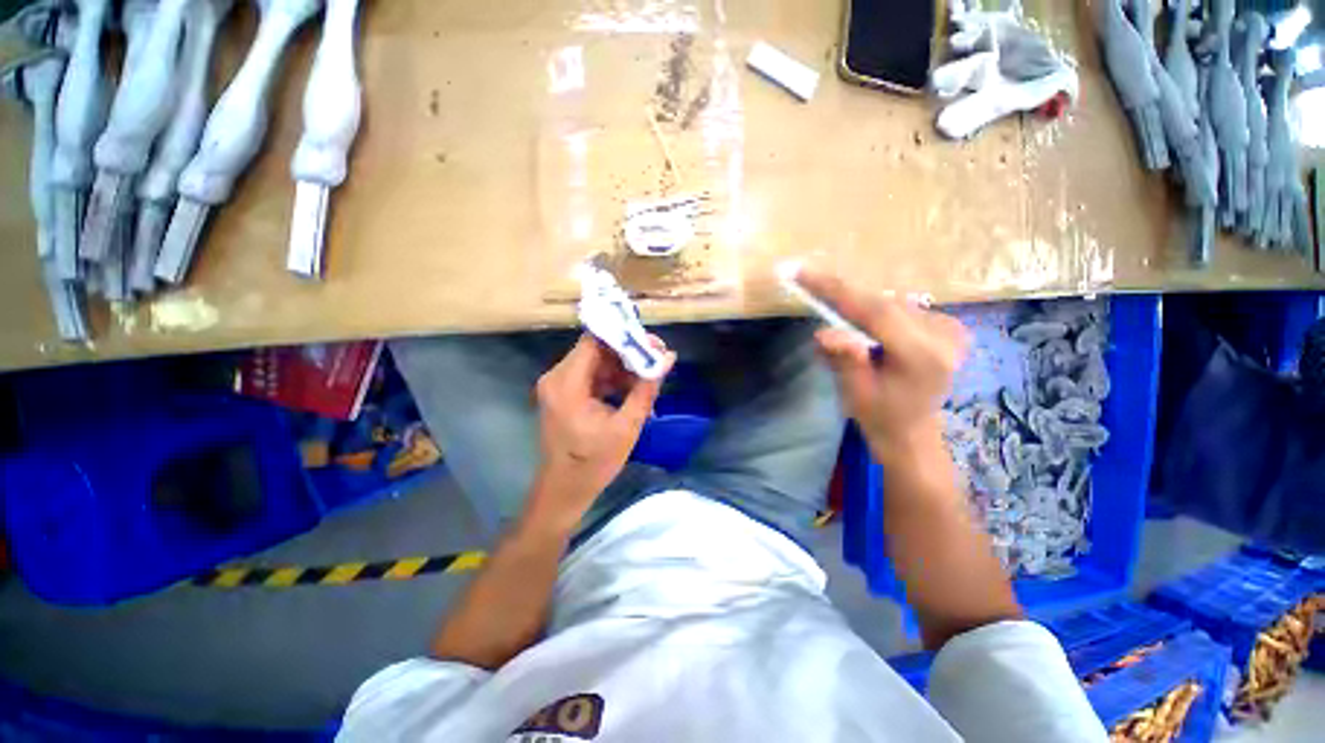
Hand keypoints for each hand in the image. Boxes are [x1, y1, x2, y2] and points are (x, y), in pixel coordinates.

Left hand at [528, 333, 674, 530]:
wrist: (565, 490)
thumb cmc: (594, 462)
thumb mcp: (627, 426)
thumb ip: (646, 388)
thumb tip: (668, 358)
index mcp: (567, 382)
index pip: (595, 341)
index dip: (624, 336)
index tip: (652, 344)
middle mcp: (557, 377)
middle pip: (595, 349)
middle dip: (627, 352)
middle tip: (657, 359)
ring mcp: (559, 385)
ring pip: (596, 362)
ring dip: (622, 367)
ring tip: (649, 377)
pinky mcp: (564, 394)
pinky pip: (592, 375)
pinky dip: (613, 379)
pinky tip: (633, 389)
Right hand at [798, 270, 968, 462]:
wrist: (913, 430)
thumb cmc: (880, 417)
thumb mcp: (855, 393)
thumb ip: (844, 360)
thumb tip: (823, 333)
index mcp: (923, 357)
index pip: (876, 312)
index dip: (837, 290)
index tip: (803, 273)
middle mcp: (944, 336)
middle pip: (882, 302)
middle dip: (841, 293)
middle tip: (805, 278)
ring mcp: (951, 328)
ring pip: (890, 302)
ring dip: (856, 301)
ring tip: (827, 298)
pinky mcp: (948, 325)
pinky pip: (899, 307)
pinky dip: (872, 307)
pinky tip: (857, 316)